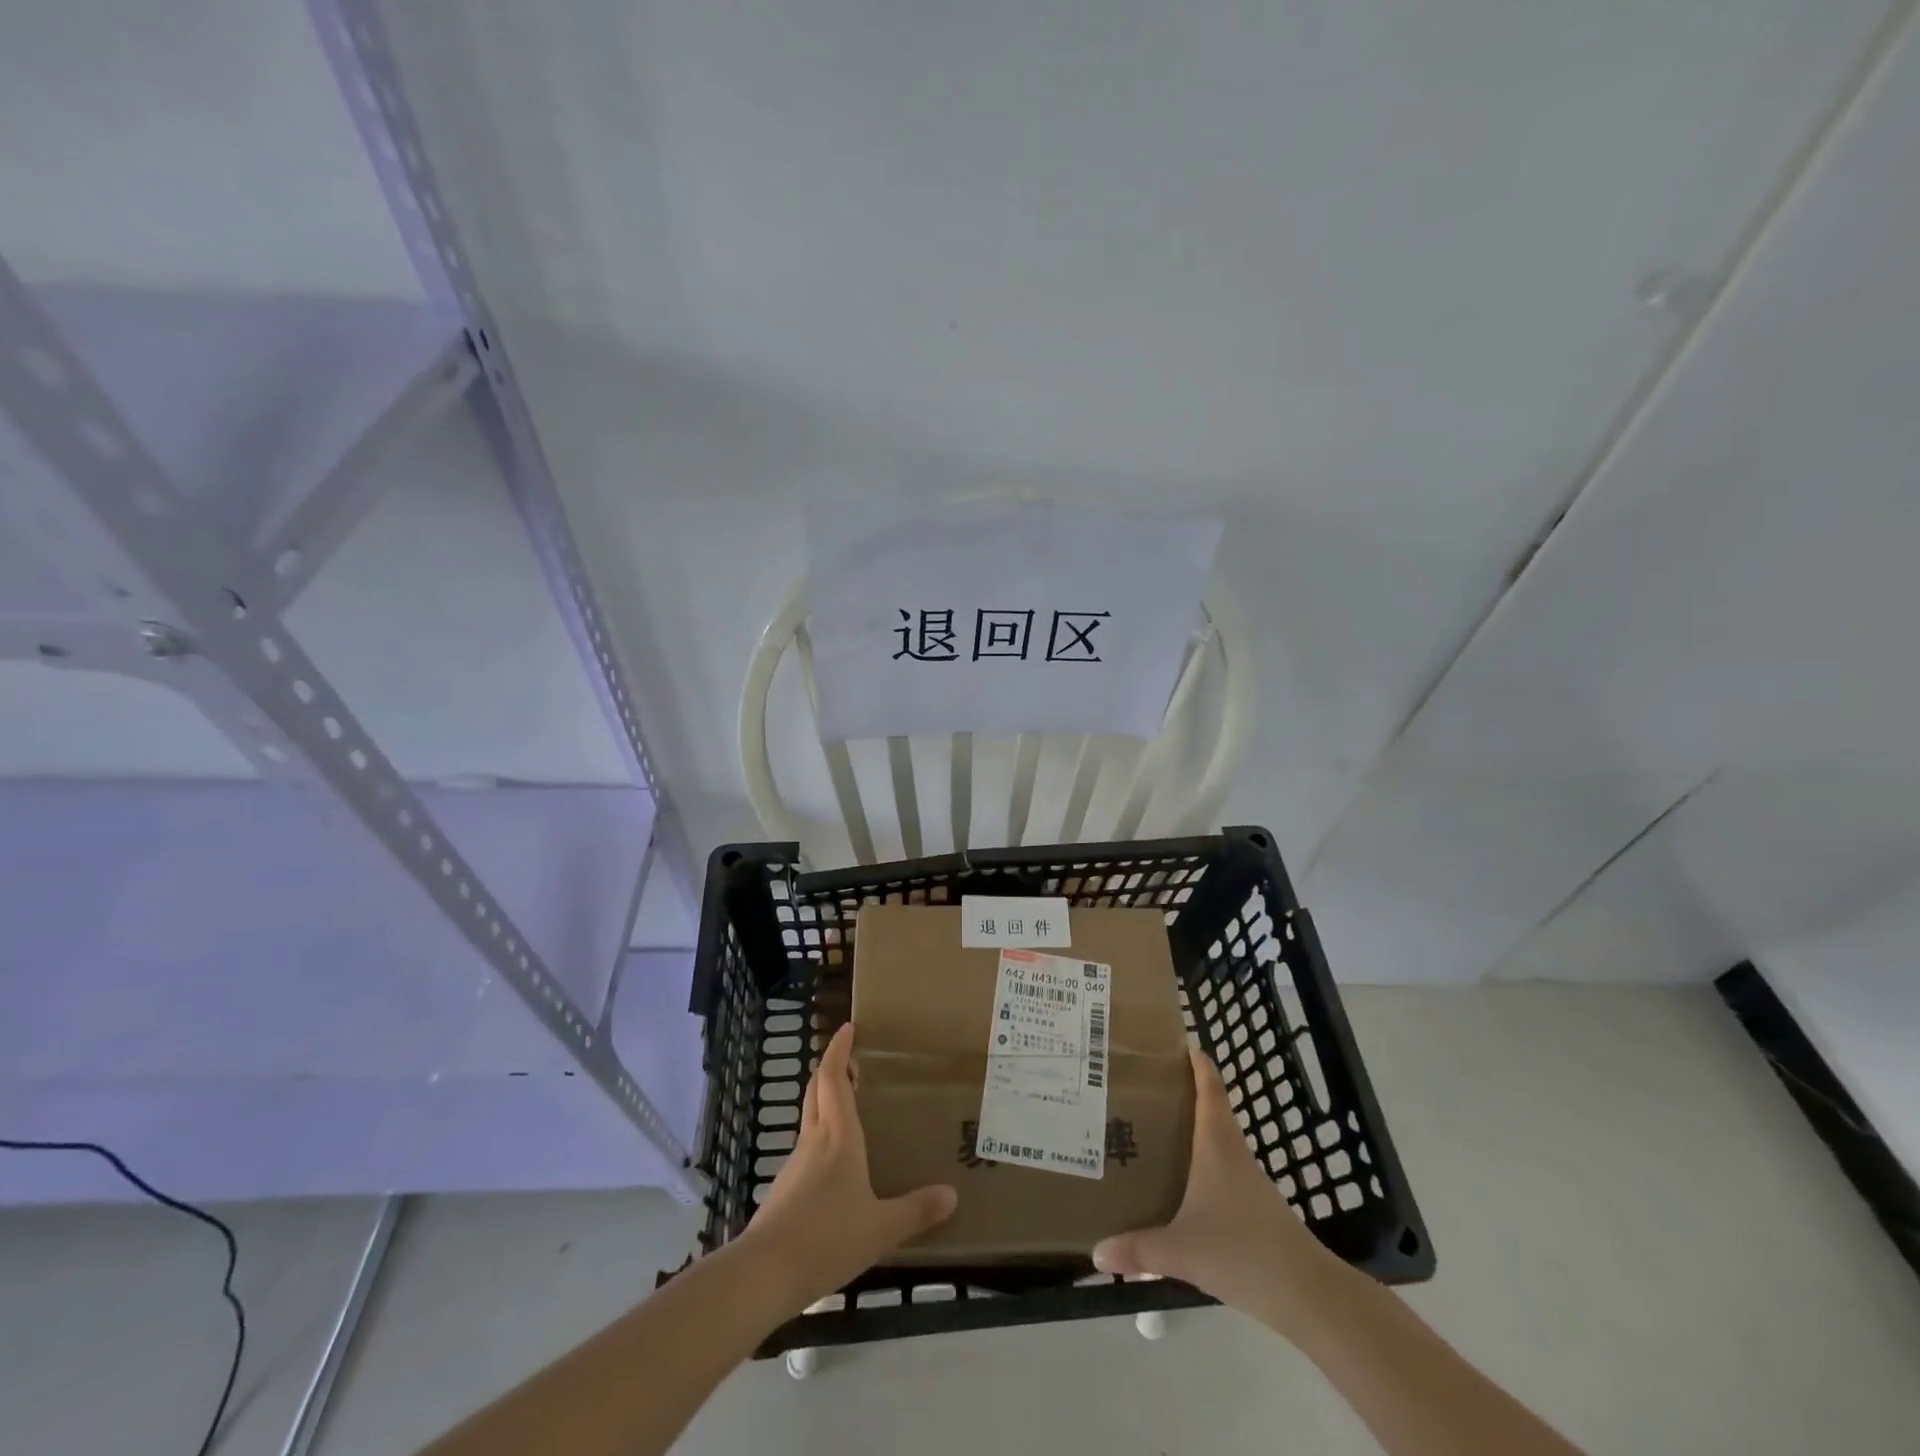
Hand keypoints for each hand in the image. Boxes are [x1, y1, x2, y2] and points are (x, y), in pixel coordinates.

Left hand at [740, 1023, 957, 1314]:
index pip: (832, 1078)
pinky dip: (821, 1140)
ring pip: (810, 1119)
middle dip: (830, 1068)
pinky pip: (806, 1151)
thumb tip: (952, 1194)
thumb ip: (916, 1210)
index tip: (848, 1028)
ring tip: (850, 1109)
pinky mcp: (784, 1191)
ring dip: (825, 1103)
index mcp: (838, 1137)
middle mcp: (814, 1141)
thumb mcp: (880, 1228)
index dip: (838, 1050)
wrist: (764, 1274)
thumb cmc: (827, 1237)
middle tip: (850, 1059)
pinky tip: (836, 1165)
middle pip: (816, 1091)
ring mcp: (795, 1165)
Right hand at [1092, 1048, 1345, 1335]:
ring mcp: (1245, 1177)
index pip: (1208, 1084)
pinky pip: (1218, 1166)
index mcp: (1216, 1141)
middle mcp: (1231, 1150)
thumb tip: (1095, 1253)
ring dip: (1186, 1127)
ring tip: (1147, 1128)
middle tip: (1137, 1086)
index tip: (1167, 1042)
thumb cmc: (1243, 1251)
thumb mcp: (1181, 1251)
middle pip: (1207, 1105)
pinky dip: (1197, 1160)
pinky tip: (1176, 1181)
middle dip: (1176, 1092)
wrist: (1306, 1293)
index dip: (1193, 1059)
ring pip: (1212, 1137)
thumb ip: (1137, 1250)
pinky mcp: (1252, 1203)